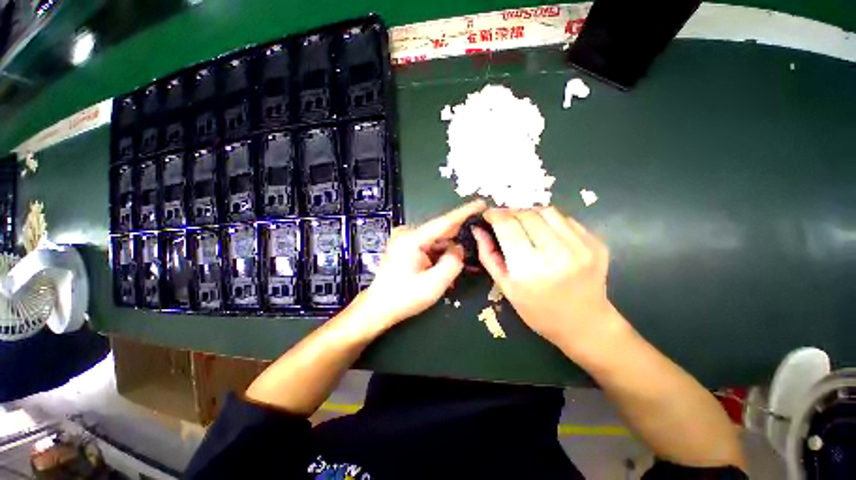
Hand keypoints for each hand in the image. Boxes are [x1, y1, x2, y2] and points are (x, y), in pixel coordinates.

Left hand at [358, 200, 486, 329]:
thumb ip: (452, 263)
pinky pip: (429, 246)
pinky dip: (440, 254)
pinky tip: (447, 264)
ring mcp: (405, 240)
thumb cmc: (404, 297)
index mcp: (412, 239)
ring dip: (449, 250)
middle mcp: (408, 234)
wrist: (378, 307)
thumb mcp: (434, 284)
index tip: (481, 203)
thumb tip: (459, 248)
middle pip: (441, 231)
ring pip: (436, 240)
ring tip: (463, 262)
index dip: (464, 212)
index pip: (444, 222)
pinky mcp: (405, 247)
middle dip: (459, 237)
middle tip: (478, 240)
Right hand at [475, 207, 624, 353]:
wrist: (586, 324)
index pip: (508, 226)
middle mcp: (557, 253)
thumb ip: (488, 256)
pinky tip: (545, 233)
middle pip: (527, 215)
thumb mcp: (506, 287)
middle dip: (511, 213)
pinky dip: (550, 221)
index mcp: (530, 269)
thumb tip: (477, 229)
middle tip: (504, 220)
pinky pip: (566, 219)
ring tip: (523, 224)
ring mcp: (581, 247)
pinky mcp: (596, 243)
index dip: (495, 215)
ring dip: (530, 213)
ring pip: (547, 211)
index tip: (488, 214)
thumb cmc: (538, 311)